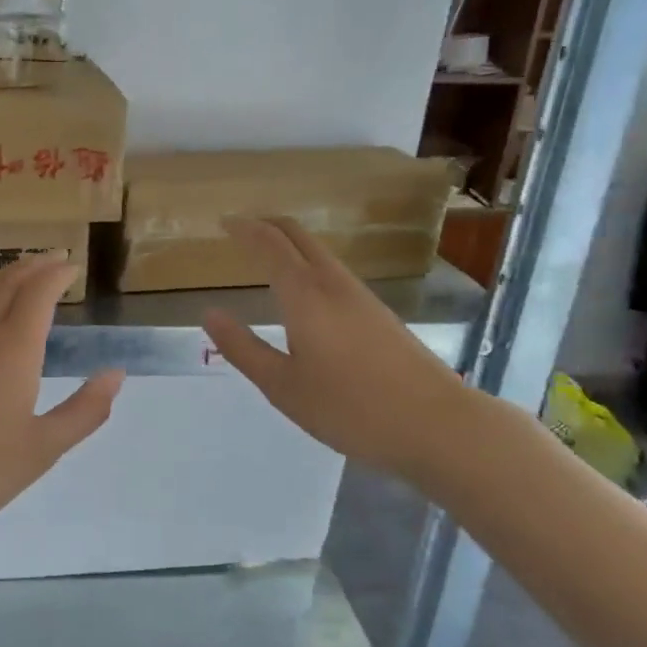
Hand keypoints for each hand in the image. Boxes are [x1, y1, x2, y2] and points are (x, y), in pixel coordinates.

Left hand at [0, 253, 123, 558]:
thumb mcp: (42, 449)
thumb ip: (84, 410)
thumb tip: (115, 375)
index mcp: (12, 348)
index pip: (38, 292)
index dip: (57, 274)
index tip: (73, 266)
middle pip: (6, 283)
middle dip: (32, 266)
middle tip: (54, 258)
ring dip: (5, 279)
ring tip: (23, 277)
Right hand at [202, 216, 476, 478]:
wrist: (437, 424)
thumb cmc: (350, 408)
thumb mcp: (283, 386)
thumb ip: (243, 348)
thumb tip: (209, 314)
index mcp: (305, 295)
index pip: (269, 244)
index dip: (244, 228)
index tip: (223, 221)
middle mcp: (333, 284)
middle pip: (299, 236)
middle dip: (268, 225)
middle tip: (241, 229)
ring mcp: (361, 297)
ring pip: (320, 253)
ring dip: (291, 245)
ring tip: (266, 256)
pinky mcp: (379, 314)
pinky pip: (334, 273)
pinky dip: (309, 265)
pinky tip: (305, 293)